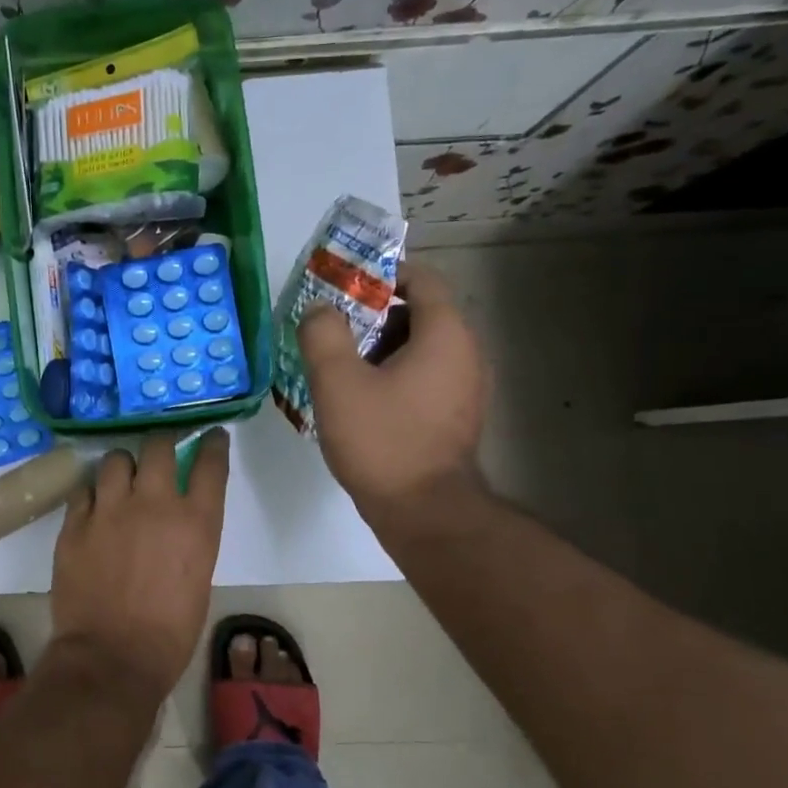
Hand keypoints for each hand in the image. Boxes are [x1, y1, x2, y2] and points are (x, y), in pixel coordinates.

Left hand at [50, 429, 230, 698]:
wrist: (112, 657)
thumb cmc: (169, 633)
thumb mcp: (198, 578)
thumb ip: (190, 538)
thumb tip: (176, 521)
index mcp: (196, 522)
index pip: (211, 464)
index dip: (213, 444)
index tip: (212, 436)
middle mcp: (154, 504)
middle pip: (159, 446)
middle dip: (162, 442)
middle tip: (161, 450)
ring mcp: (110, 510)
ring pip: (116, 460)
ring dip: (123, 466)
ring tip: (122, 479)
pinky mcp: (75, 523)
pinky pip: (84, 490)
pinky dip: (93, 494)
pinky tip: (94, 507)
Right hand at [297, 259, 487, 518]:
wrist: (424, 513)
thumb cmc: (382, 440)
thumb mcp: (337, 382)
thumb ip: (323, 335)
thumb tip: (320, 311)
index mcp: (446, 335)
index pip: (423, 279)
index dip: (383, 273)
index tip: (343, 284)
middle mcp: (466, 353)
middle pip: (420, 312)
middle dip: (373, 313)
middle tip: (330, 325)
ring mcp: (465, 388)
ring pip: (419, 347)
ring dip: (379, 345)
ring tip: (336, 361)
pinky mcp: (455, 416)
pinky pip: (423, 376)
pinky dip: (392, 372)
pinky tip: (357, 394)